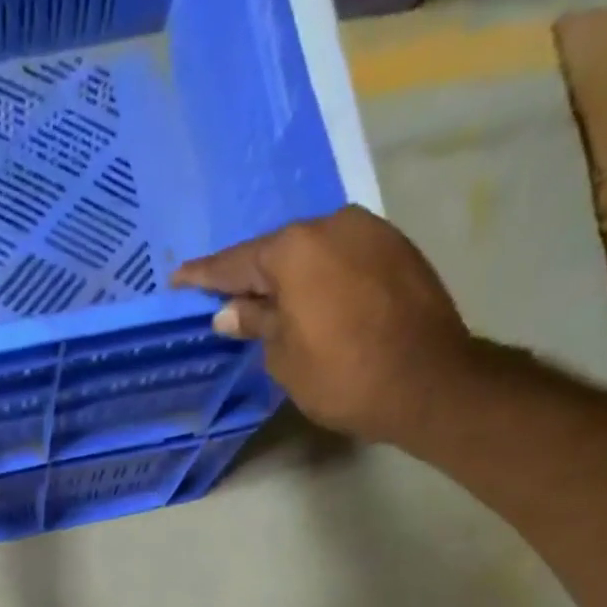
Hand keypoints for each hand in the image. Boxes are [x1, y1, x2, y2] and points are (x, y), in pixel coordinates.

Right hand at [173, 206, 473, 445]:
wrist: (427, 381)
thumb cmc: (342, 375)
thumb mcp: (284, 358)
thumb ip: (256, 324)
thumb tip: (231, 310)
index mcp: (294, 250)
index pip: (235, 263)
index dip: (204, 276)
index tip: (178, 280)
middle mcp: (332, 225)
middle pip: (278, 252)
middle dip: (252, 276)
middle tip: (228, 299)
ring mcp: (371, 232)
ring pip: (314, 253)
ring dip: (291, 277)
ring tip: (273, 304)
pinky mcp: (398, 250)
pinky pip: (344, 260)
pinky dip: (323, 279)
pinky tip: (315, 302)